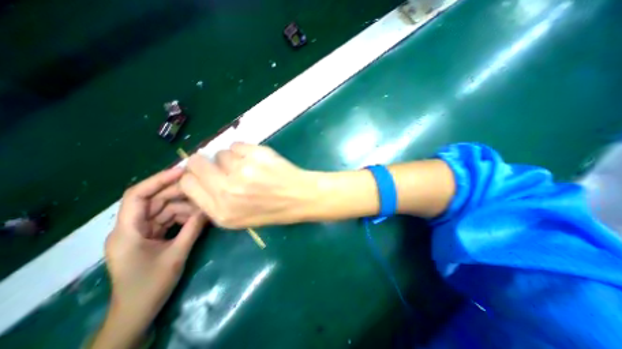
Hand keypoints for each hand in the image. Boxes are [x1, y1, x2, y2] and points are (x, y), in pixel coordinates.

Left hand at [91, 168, 205, 348]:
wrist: (136, 312)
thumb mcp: (176, 255)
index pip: (137, 195)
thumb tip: (209, 208)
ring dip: (184, 207)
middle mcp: (130, 227)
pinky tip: (198, 217)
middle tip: (202, 187)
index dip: (159, 180)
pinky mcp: (150, 237)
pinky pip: (167, 220)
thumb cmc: (151, 286)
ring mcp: (140, 232)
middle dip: (178, 193)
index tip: (183, 171)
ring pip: (163, 209)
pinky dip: (182, 217)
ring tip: (205, 206)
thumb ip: (193, 229)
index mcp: (127, 231)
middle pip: (154, 200)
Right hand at [178, 142, 317, 227]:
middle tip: (222, 165)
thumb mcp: (239, 217)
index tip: (204, 173)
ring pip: (221, 153)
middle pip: (197, 163)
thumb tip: (199, 178)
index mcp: (221, 211)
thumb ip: (215, 201)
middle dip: (205, 162)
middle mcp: (227, 191)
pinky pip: (237, 145)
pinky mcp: (256, 155)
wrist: (300, 197)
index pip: (188, 183)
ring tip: (249, 168)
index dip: (195, 176)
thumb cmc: (273, 209)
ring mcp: (242, 171)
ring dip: (232, 159)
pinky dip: (244, 150)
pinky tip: (257, 160)